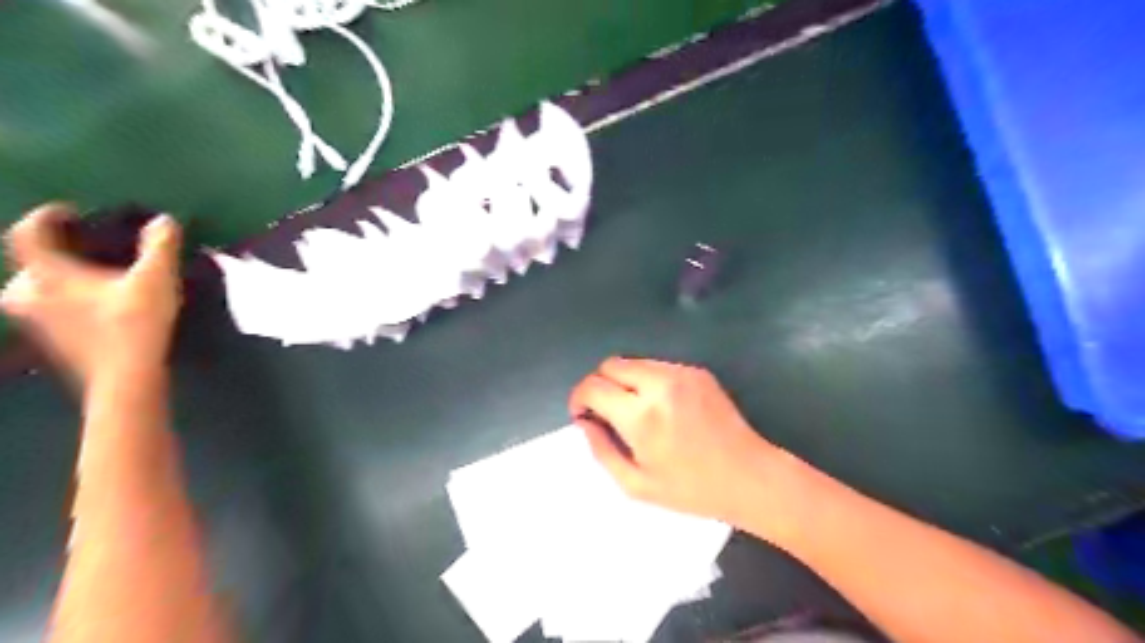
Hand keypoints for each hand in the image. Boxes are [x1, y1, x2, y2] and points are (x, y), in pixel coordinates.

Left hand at [3, 203, 182, 388]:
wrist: (124, 379)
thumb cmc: (135, 324)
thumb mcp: (155, 280)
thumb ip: (160, 247)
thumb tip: (163, 220)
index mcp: (45, 274)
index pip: (28, 233)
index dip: (46, 217)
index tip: (69, 211)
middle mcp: (26, 293)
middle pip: (30, 263)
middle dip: (54, 252)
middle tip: (85, 248)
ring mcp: (33, 320)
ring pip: (36, 288)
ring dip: (60, 278)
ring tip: (91, 276)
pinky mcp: (49, 340)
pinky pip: (49, 308)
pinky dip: (67, 299)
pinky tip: (95, 304)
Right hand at [570, 356, 778, 526]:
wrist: (749, 477)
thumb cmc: (691, 490)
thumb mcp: (636, 484)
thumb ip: (601, 450)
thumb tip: (585, 422)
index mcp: (641, 415)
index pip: (593, 386)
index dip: (579, 398)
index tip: (582, 414)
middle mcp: (659, 384)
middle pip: (610, 365)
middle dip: (600, 385)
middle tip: (606, 412)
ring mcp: (681, 373)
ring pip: (634, 362)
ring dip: (624, 381)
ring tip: (635, 410)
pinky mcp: (697, 371)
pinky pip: (658, 367)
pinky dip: (648, 381)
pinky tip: (661, 407)